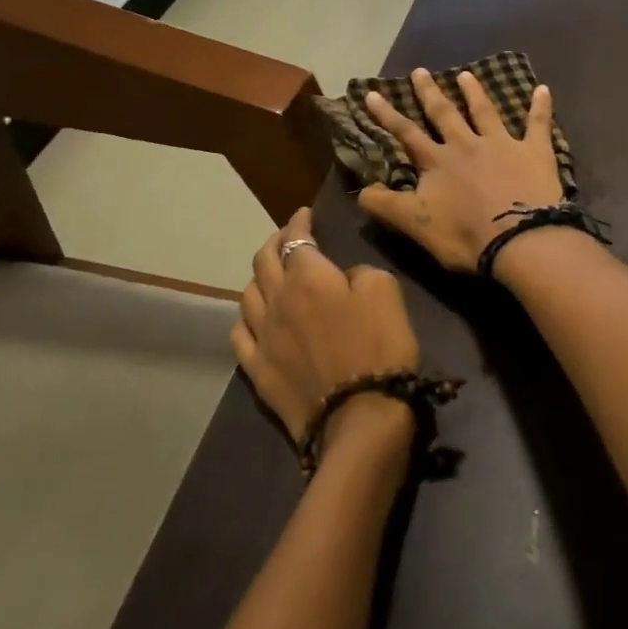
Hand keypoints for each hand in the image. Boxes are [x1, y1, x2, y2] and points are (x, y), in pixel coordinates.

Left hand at [231, 207, 421, 445]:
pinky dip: (247, 317)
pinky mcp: (257, 369)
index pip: (295, 239)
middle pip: (263, 261)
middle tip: (287, 237)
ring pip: (247, 294)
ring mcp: (262, 336)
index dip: (299, 223)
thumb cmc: (380, 346)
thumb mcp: (386, 291)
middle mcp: (277, 300)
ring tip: (271, 274)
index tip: (304, 214)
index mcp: (309, 277)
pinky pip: (240, 334)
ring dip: (259, 277)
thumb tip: (344, 276)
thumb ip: (361, 272)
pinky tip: (254, 318)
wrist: (359, 414)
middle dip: (275, 242)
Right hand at [359, 67, 564, 273]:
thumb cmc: (465, 236)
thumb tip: (361, 190)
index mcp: (438, 162)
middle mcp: (467, 145)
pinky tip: (543, 89)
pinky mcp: (534, 151)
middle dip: (430, 93)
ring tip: (466, 74)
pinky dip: (541, 106)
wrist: (520, 239)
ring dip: (475, 92)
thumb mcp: (416, 225)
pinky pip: (538, 123)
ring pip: (485, 112)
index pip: (407, 134)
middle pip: (445, 114)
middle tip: (420, 71)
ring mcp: (502, 144)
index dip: (388, 115)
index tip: (373, 93)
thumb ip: (387, 205)